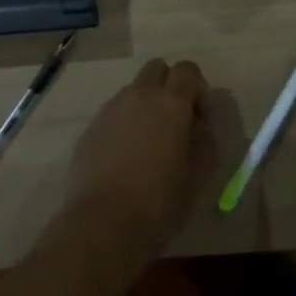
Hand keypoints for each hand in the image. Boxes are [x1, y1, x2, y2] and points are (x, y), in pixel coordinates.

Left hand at [64, 59, 214, 264]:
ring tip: (148, 142)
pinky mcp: (90, 128)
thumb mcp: (197, 176)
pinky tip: (125, 156)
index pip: (187, 70)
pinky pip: (113, 113)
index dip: (197, 87)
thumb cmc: (159, 202)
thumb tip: (202, 125)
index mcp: (170, 102)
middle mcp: (139, 95)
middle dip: (169, 85)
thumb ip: (206, 141)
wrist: (101, 226)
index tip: (200, 115)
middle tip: (175, 120)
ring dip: (145, 104)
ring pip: (133, 90)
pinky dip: (124, 123)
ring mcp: (110, 110)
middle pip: (157, 69)